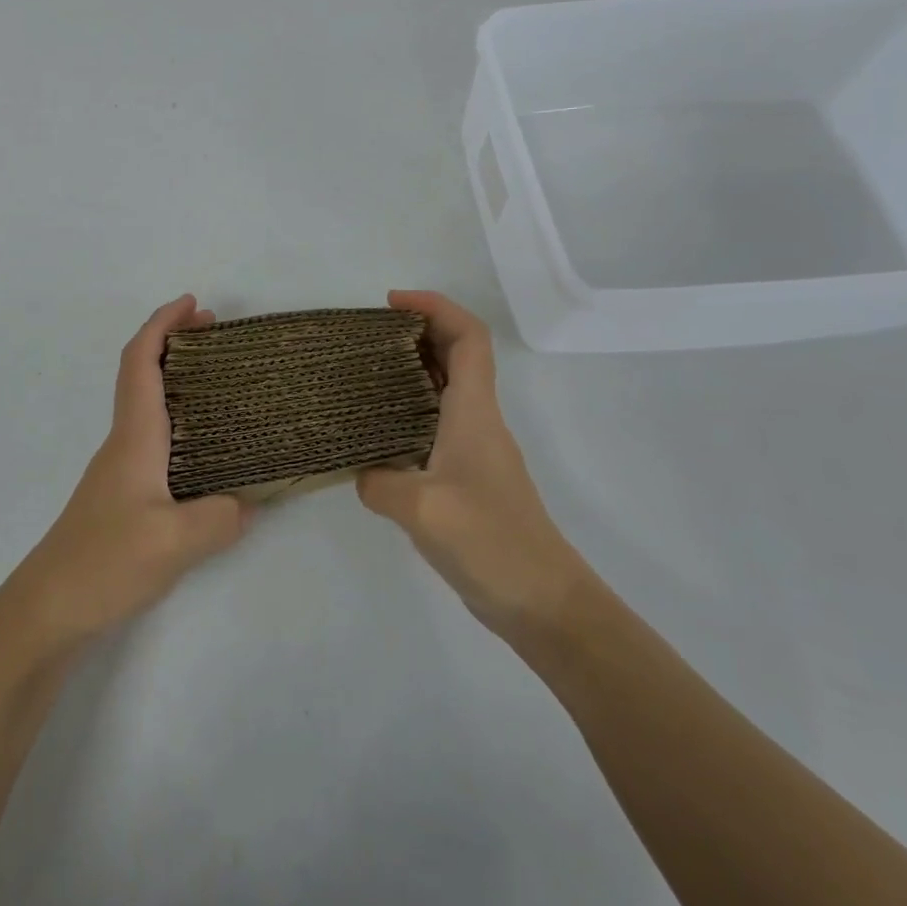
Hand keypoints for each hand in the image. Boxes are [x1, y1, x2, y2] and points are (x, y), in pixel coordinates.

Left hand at [6, 296, 252, 649]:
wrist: (48, 610)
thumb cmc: (104, 562)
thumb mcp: (174, 543)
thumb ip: (220, 517)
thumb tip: (247, 502)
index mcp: (134, 435)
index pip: (142, 361)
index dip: (163, 324)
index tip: (193, 303)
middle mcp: (125, 441)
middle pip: (143, 373)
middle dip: (175, 342)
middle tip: (216, 334)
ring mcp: (122, 468)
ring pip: (148, 404)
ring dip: (177, 379)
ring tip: (220, 382)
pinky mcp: (124, 494)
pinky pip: (155, 436)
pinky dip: (179, 417)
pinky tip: (205, 447)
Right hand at [356, 291, 589, 641]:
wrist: (544, 603)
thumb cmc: (490, 543)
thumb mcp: (423, 509)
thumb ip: (381, 482)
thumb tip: (362, 474)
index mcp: (474, 412)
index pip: (468, 337)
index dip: (435, 306)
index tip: (392, 302)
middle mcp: (479, 421)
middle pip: (458, 354)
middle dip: (418, 330)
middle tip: (369, 335)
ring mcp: (477, 450)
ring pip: (448, 389)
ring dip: (414, 369)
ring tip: (366, 373)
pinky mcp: (470, 477)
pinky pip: (439, 423)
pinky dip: (412, 409)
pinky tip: (380, 433)